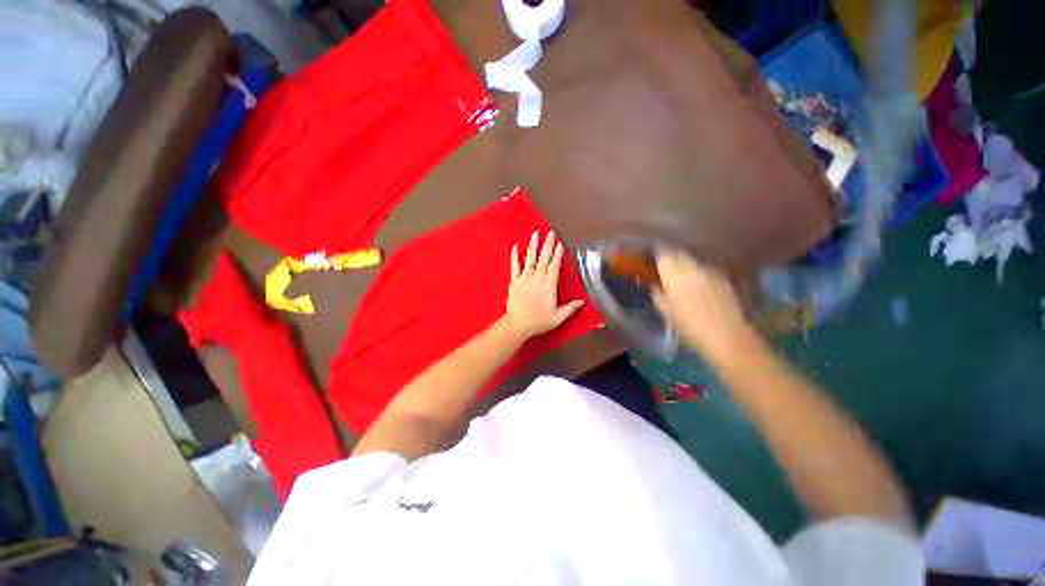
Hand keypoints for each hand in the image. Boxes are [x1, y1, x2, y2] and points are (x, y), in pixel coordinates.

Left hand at [505, 231, 584, 339]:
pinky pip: (514, 266)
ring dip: (533, 245)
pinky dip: (515, 256)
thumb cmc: (539, 321)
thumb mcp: (558, 317)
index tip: (560, 244)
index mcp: (549, 285)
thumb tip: (582, 301)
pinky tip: (515, 247)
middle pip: (544, 258)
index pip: (555, 266)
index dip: (558, 255)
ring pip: (530, 258)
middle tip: (550, 232)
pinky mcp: (514, 280)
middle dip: (548, 244)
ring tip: (535, 234)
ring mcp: (525, 277)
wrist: (518, 324)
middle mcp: (538, 277)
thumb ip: (570, 308)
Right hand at [652, 249, 749, 356]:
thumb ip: (658, 295)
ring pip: (693, 259)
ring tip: (680, 271)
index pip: (663, 254)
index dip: (656, 251)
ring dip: (684, 262)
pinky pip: (705, 267)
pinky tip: (697, 280)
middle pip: (678, 253)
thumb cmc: (689, 327)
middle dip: (670, 254)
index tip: (650, 253)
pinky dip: (698, 270)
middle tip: (663, 262)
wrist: (725, 335)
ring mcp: (710, 271)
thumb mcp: (666, 313)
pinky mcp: (723, 277)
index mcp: (674, 276)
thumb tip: (655, 285)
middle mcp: (692, 268)